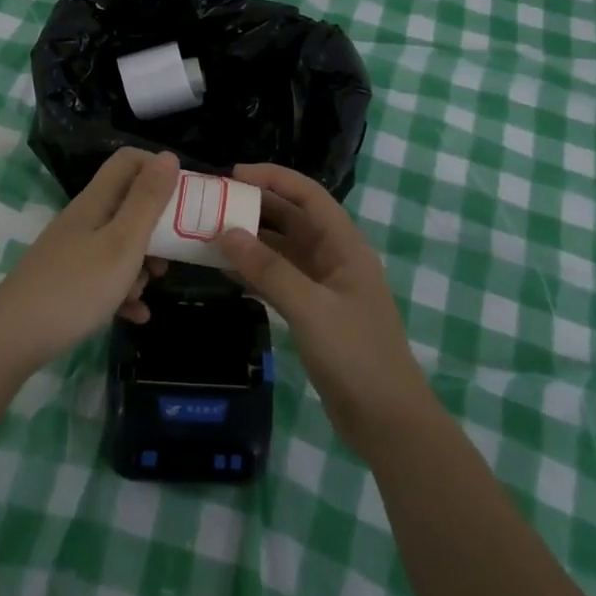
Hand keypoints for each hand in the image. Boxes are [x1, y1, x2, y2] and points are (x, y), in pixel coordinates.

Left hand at [0, 148, 178, 367]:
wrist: (12, 339)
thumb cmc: (77, 286)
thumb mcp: (123, 242)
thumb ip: (147, 200)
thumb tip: (168, 156)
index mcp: (96, 201)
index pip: (129, 161)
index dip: (158, 170)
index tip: (184, 197)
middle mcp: (83, 220)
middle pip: (128, 205)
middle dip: (156, 227)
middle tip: (173, 253)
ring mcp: (72, 252)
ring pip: (119, 244)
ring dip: (141, 264)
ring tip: (147, 289)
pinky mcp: (67, 282)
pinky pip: (105, 278)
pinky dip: (123, 293)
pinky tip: (136, 315)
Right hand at [216, 163, 436, 455]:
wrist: (386, 420)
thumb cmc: (356, 355)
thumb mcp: (311, 308)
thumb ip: (268, 269)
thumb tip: (226, 232)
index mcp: (345, 246)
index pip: (308, 195)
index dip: (273, 178)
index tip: (232, 175)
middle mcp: (335, 258)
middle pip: (292, 219)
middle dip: (256, 206)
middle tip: (212, 204)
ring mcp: (324, 286)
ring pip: (282, 250)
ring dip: (251, 240)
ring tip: (209, 233)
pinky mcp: (313, 312)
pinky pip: (279, 279)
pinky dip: (254, 272)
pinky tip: (225, 271)